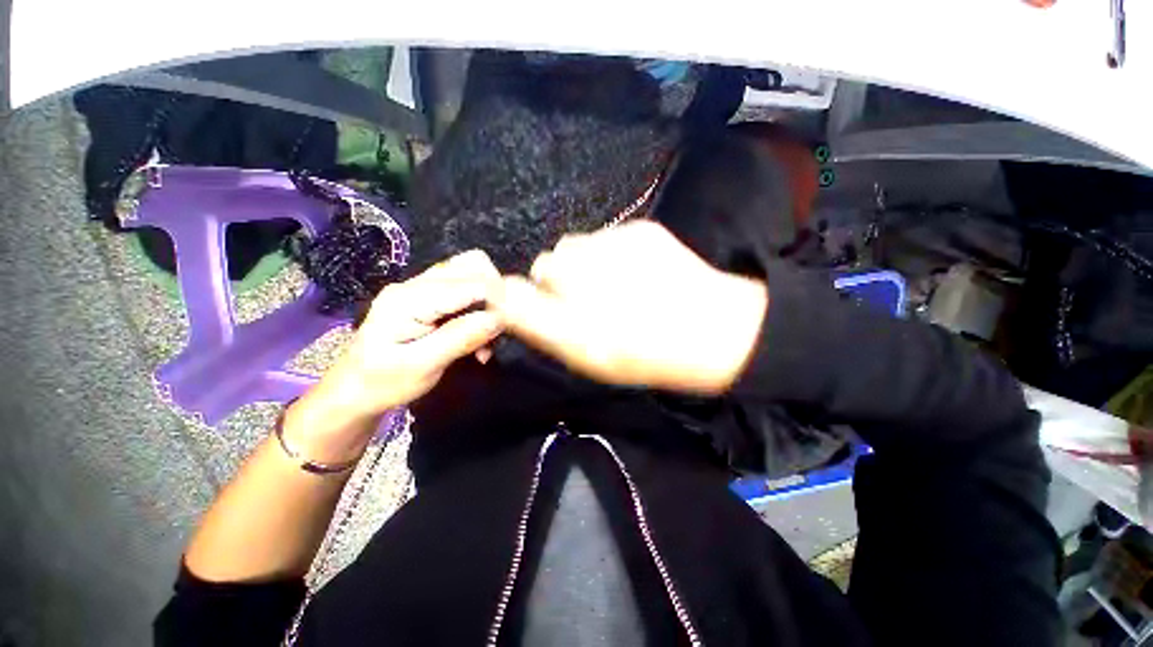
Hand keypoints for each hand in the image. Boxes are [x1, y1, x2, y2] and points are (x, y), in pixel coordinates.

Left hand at [285, 250, 503, 461]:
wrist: (354, 390)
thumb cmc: (383, 383)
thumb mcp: (422, 366)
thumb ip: (460, 338)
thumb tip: (499, 318)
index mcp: (409, 298)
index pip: (469, 283)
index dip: (495, 302)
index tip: (504, 329)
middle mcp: (415, 284)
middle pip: (471, 266)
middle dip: (494, 296)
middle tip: (497, 330)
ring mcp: (420, 288)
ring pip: (470, 274)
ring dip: (488, 301)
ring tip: (487, 335)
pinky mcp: (427, 298)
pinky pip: (464, 289)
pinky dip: (479, 306)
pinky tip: (478, 334)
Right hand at [488, 221, 767, 394]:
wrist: (714, 330)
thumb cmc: (646, 355)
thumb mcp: (587, 357)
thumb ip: (541, 328)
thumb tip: (508, 298)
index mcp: (572, 324)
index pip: (514, 294)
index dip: (519, 297)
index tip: (534, 304)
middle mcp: (586, 281)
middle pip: (545, 264)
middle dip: (557, 280)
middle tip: (587, 299)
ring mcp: (613, 247)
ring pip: (573, 246)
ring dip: (582, 263)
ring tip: (612, 283)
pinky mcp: (639, 229)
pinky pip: (605, 236)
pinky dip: (611, 252)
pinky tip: (636, 270)